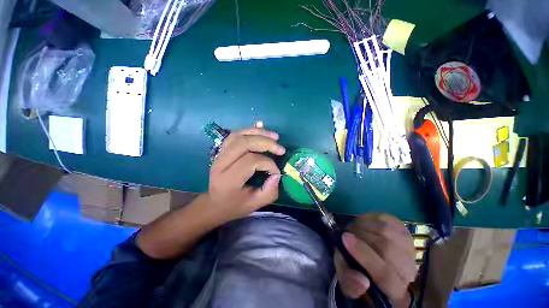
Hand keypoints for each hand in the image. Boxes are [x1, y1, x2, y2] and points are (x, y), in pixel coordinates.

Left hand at [205, 127, 285, 222]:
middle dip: (266, 143)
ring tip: (274, 136)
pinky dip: (249, 129)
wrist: (214, 203)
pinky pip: (235, 134)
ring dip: (259, 133)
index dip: (268, 164)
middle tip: (281, 149)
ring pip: (239, 135)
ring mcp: (219, 155)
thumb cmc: (234, 206)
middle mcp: (221, 164)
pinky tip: (260, 126)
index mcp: (228, 179)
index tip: (276, 172)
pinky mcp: (222, 150)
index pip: (251, 161)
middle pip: (244, 143)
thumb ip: (268, 193)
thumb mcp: (253, 205)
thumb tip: (277, 174)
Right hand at [334, 213, 416, 306]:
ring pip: (385, 230)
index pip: (386, 275)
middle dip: (360, 236)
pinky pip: (385, 218)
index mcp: (394, 290)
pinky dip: (369, 218)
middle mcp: (408, 270)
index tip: (345, 238)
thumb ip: (350, 284)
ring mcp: (407, 246)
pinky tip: (362, 224)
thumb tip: (361, 280)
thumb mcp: (348, 282)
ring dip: (362, 226)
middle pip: (386, 248)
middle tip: (346, 234)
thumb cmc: (359, 271)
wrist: (373, 258)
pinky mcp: (402, 228)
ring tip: (353, 230)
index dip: (364, 255)